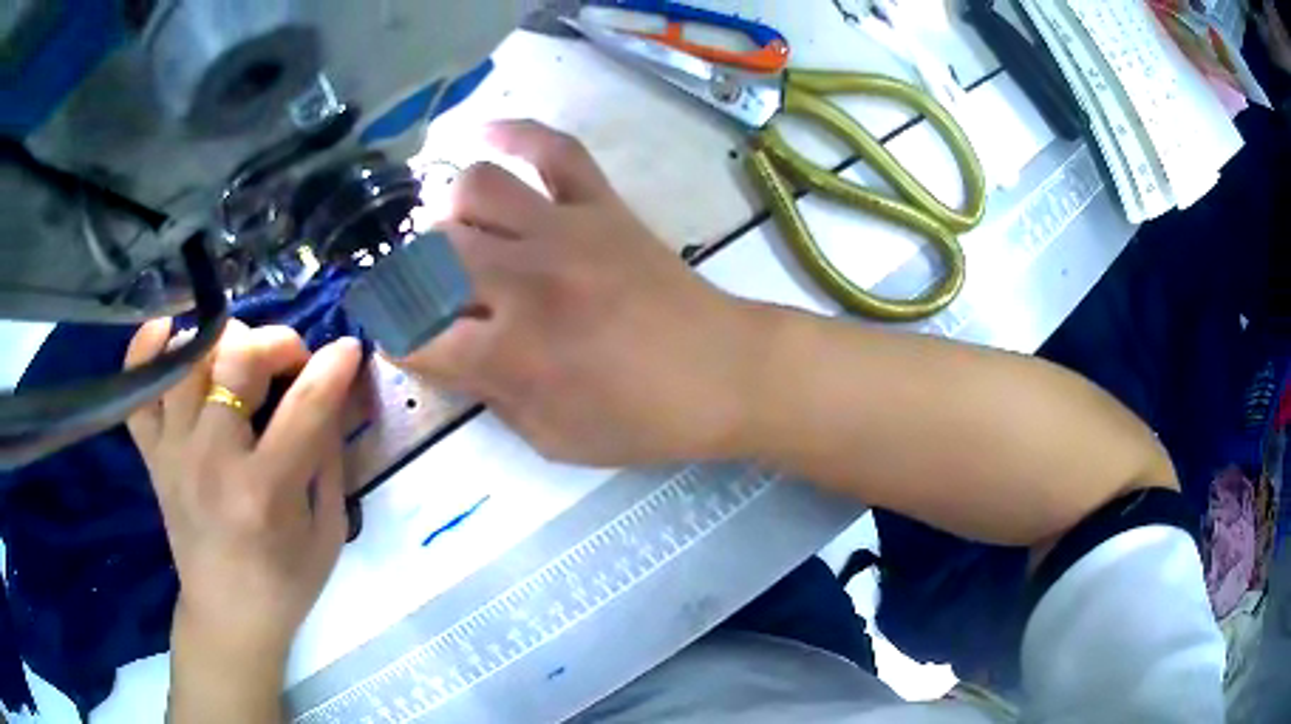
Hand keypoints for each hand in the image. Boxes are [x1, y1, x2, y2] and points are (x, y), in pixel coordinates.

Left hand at [124, 320, 361, 719]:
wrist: (228, 616)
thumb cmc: (286, 582)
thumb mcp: (327, 529)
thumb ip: (328, 456)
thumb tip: (329, 391)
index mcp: (265, 492)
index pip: (304, 406)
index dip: (334, 367)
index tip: (349, 349)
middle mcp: (211, 462)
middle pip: (236, 361)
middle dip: (276, 342)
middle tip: (292, 362)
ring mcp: (173, 454)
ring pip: (189, 358)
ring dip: (224, 342)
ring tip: (241, 359)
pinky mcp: (152, 456)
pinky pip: (138, 388)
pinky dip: (147, 349)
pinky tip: (170, 335)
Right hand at [398, 120, 761, 466]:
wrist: (725, 373)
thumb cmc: (643, 420)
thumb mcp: (553, 438)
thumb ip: (489, 395)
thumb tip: (448, 352)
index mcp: (513, 354)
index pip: (415, 334)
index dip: (394, 337)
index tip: (398, 337)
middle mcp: (527, 280)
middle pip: (432, 254)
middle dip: (413, 275)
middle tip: (426, 290)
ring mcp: (566, 230)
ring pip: (476, 188)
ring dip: (450, 212)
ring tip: (459, 234)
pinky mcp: (602, 204)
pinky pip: (553, 147)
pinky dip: (515, 132)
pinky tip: (484, 135)